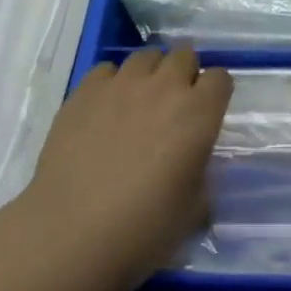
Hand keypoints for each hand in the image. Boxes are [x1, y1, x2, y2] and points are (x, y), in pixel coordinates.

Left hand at [17, 47, 232, 288]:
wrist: (70, 236)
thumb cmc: (142, 232)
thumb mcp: (192, 212)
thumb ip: (200, 175)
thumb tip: (193, 165)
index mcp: (198, 114)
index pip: (220, 78)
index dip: (215, 93)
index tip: (207, 113)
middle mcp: (164, 87)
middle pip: (184, 55)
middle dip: (184, 74)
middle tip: (173, 106)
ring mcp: (122, 84)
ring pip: (146, 56)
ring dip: (150, 74)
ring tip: (139, 102)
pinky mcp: (86, 90)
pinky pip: (107, 70)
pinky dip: (111, 83)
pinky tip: (104, 110)